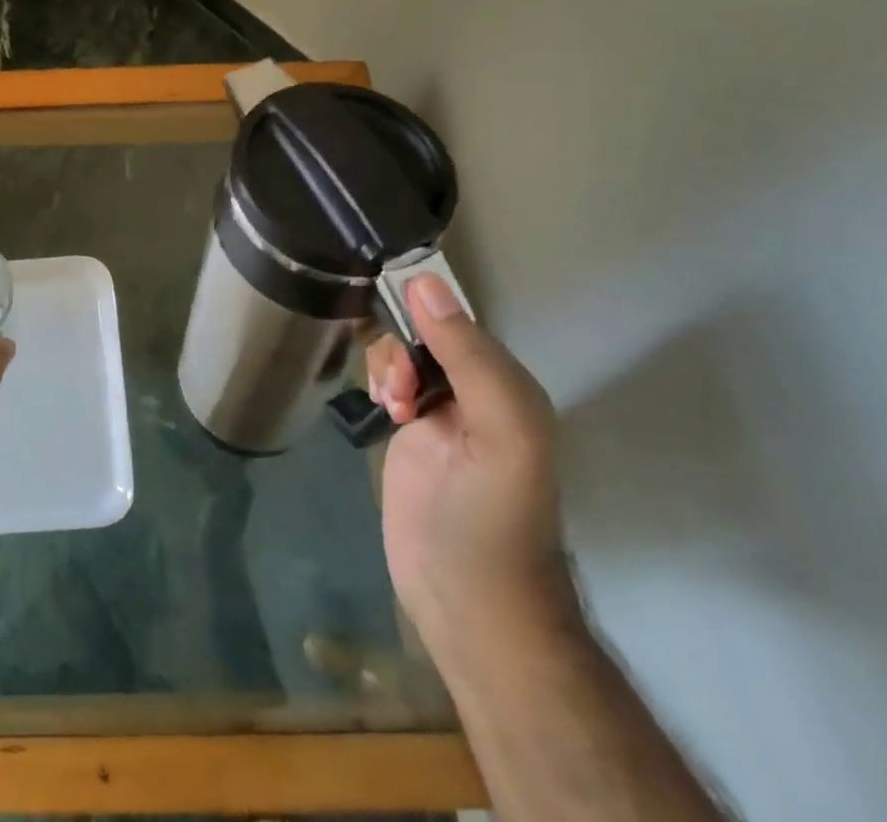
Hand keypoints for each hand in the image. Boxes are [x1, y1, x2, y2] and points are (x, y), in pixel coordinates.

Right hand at [363, 275, 577, 664]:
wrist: (469, 605)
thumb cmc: (492, 518)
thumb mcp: (500, 433)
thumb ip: (470, 358)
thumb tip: (424, 281)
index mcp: (507, 385)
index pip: (458, 320)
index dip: (424, 317)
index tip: (400, 338)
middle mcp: (475, 392)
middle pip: (424, 333)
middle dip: (400, 346)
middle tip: (397, 389)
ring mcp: (439, 414)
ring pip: (401, 353)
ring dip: (387, 364)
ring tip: (389, 404)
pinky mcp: (410, 436)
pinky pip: (389, 381)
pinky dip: (379, 382)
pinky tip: (381, 408)